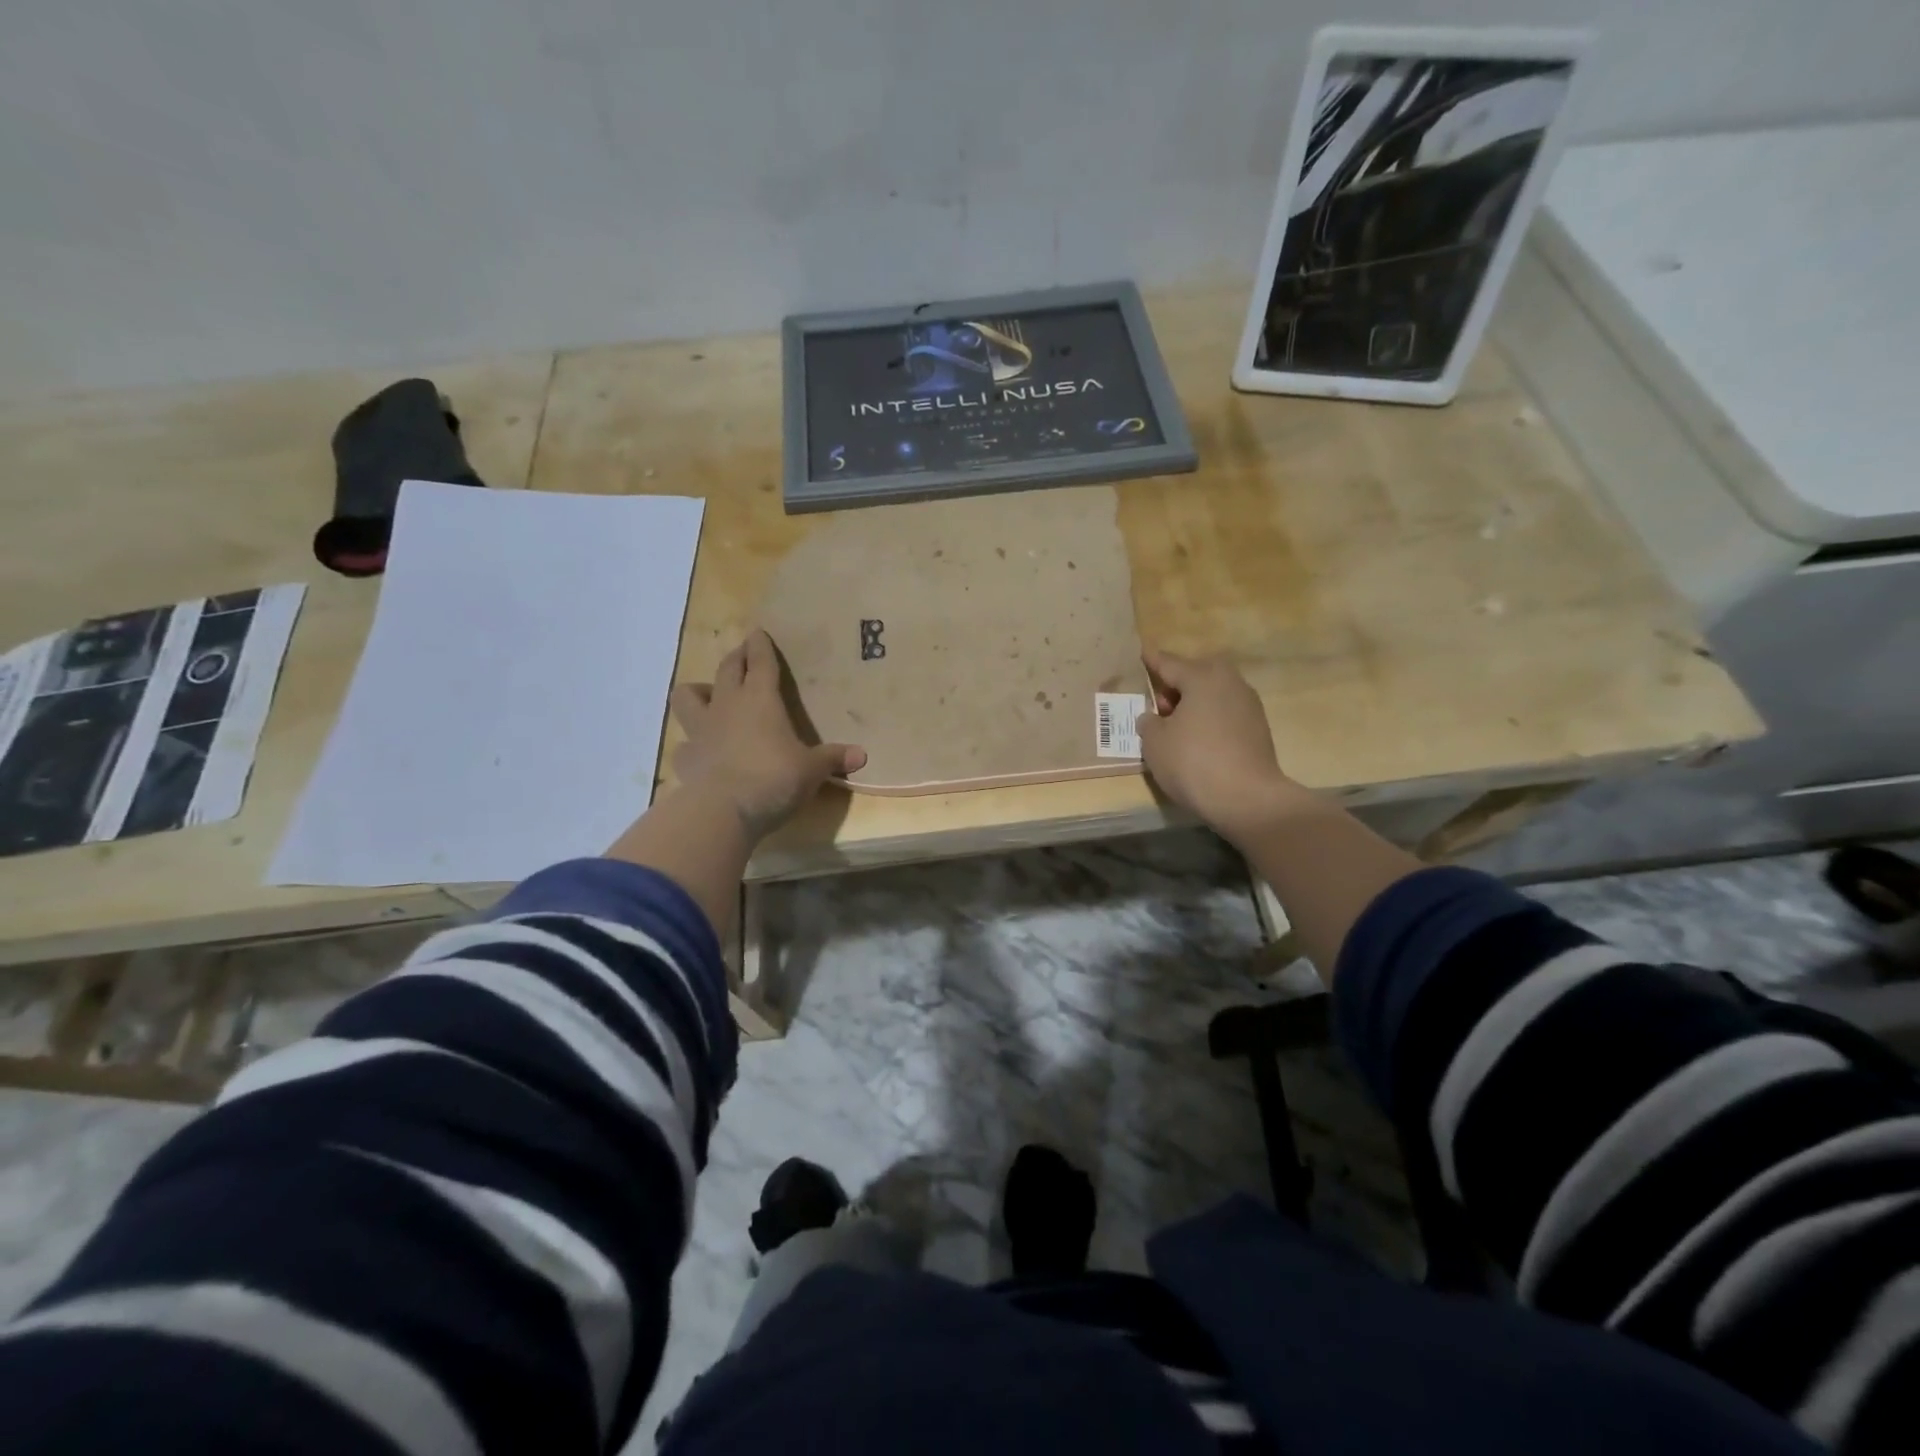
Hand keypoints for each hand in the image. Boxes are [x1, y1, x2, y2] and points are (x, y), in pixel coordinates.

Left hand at [668, 630, 865, 839]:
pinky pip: (684, 744)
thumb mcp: (812, 770)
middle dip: (736, 657)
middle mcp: (727, 705)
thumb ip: (832, 758)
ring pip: (688, 696)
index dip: (761, 646)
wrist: (724, 810)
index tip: (758, 632)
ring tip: (709, 697)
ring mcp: (701, 730)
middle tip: (742, 654)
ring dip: (698, 691)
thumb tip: (862, 755)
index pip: (761, 662)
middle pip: (727, 669)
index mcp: (761, 699)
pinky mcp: (685, 758)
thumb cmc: (775, 778)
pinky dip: (692, 744)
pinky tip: (701, 752)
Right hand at [1135, 648, 1300, 842]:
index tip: (1142, 652)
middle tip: (1159, 702)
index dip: (1152, 661)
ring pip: (1214, 693)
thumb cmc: (1192, 762)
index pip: (1169, 663)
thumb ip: (1149, 722)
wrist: (1246, 798)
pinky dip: (1210, 718)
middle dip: (1177, 682)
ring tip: (1177, 724)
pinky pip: (1225, 712)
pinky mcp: (1258, 728)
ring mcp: (1249, 705)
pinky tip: (1198, 739)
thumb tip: (1154, 717)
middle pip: (1197, 673)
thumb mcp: (1154, 742)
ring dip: (1195, 702)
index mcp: (1202, 677)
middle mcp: (1229, 682)